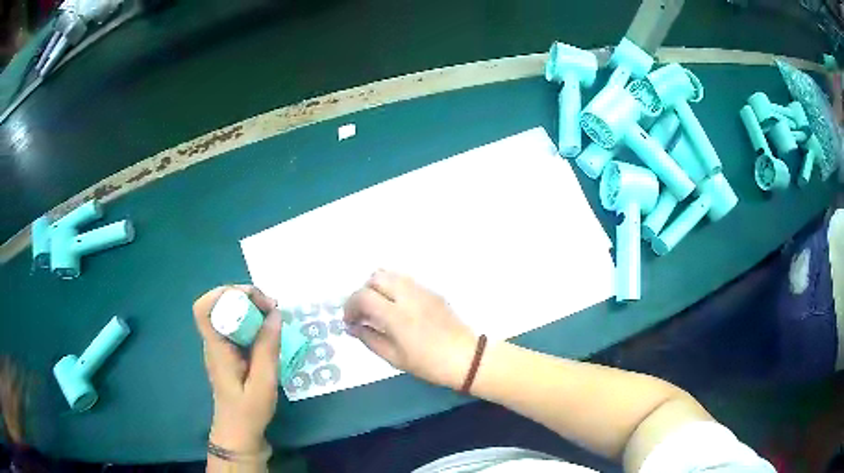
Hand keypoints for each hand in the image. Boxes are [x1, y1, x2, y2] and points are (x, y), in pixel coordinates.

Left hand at [193, 285, 281, 452]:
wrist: (239, 432)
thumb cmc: (248, 411)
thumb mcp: (263, 382)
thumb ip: (267, 348)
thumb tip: (275, 313)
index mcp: (217, 348)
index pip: (203, 309)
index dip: (223, 294)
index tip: (252, 298)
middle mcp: (215, 342)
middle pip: (219, 305)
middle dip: (245, 297)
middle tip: (272, 307)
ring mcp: (221, 346)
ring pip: (229, 313)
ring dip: (251, 307)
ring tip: (275, 315)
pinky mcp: (230, 352)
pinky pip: (238, 326)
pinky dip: (253, 321)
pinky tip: (270, 330)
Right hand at [343, 270, 476, 389]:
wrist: (466, 358)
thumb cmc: (429, 364)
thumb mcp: (394, 358)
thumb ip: (370, 339)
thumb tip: (353, 327)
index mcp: (396, 315)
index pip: (363, 296)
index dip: (350, 306)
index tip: (350, 321)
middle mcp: (408, 296)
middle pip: (376, 277)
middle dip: (363, 292)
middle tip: (363, 313)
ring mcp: (422, 291)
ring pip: (391, 275)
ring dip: (378, 287)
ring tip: (379, 309)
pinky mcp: (432, 292)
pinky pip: (406, 281)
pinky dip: (394, 288)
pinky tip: (397, 309)